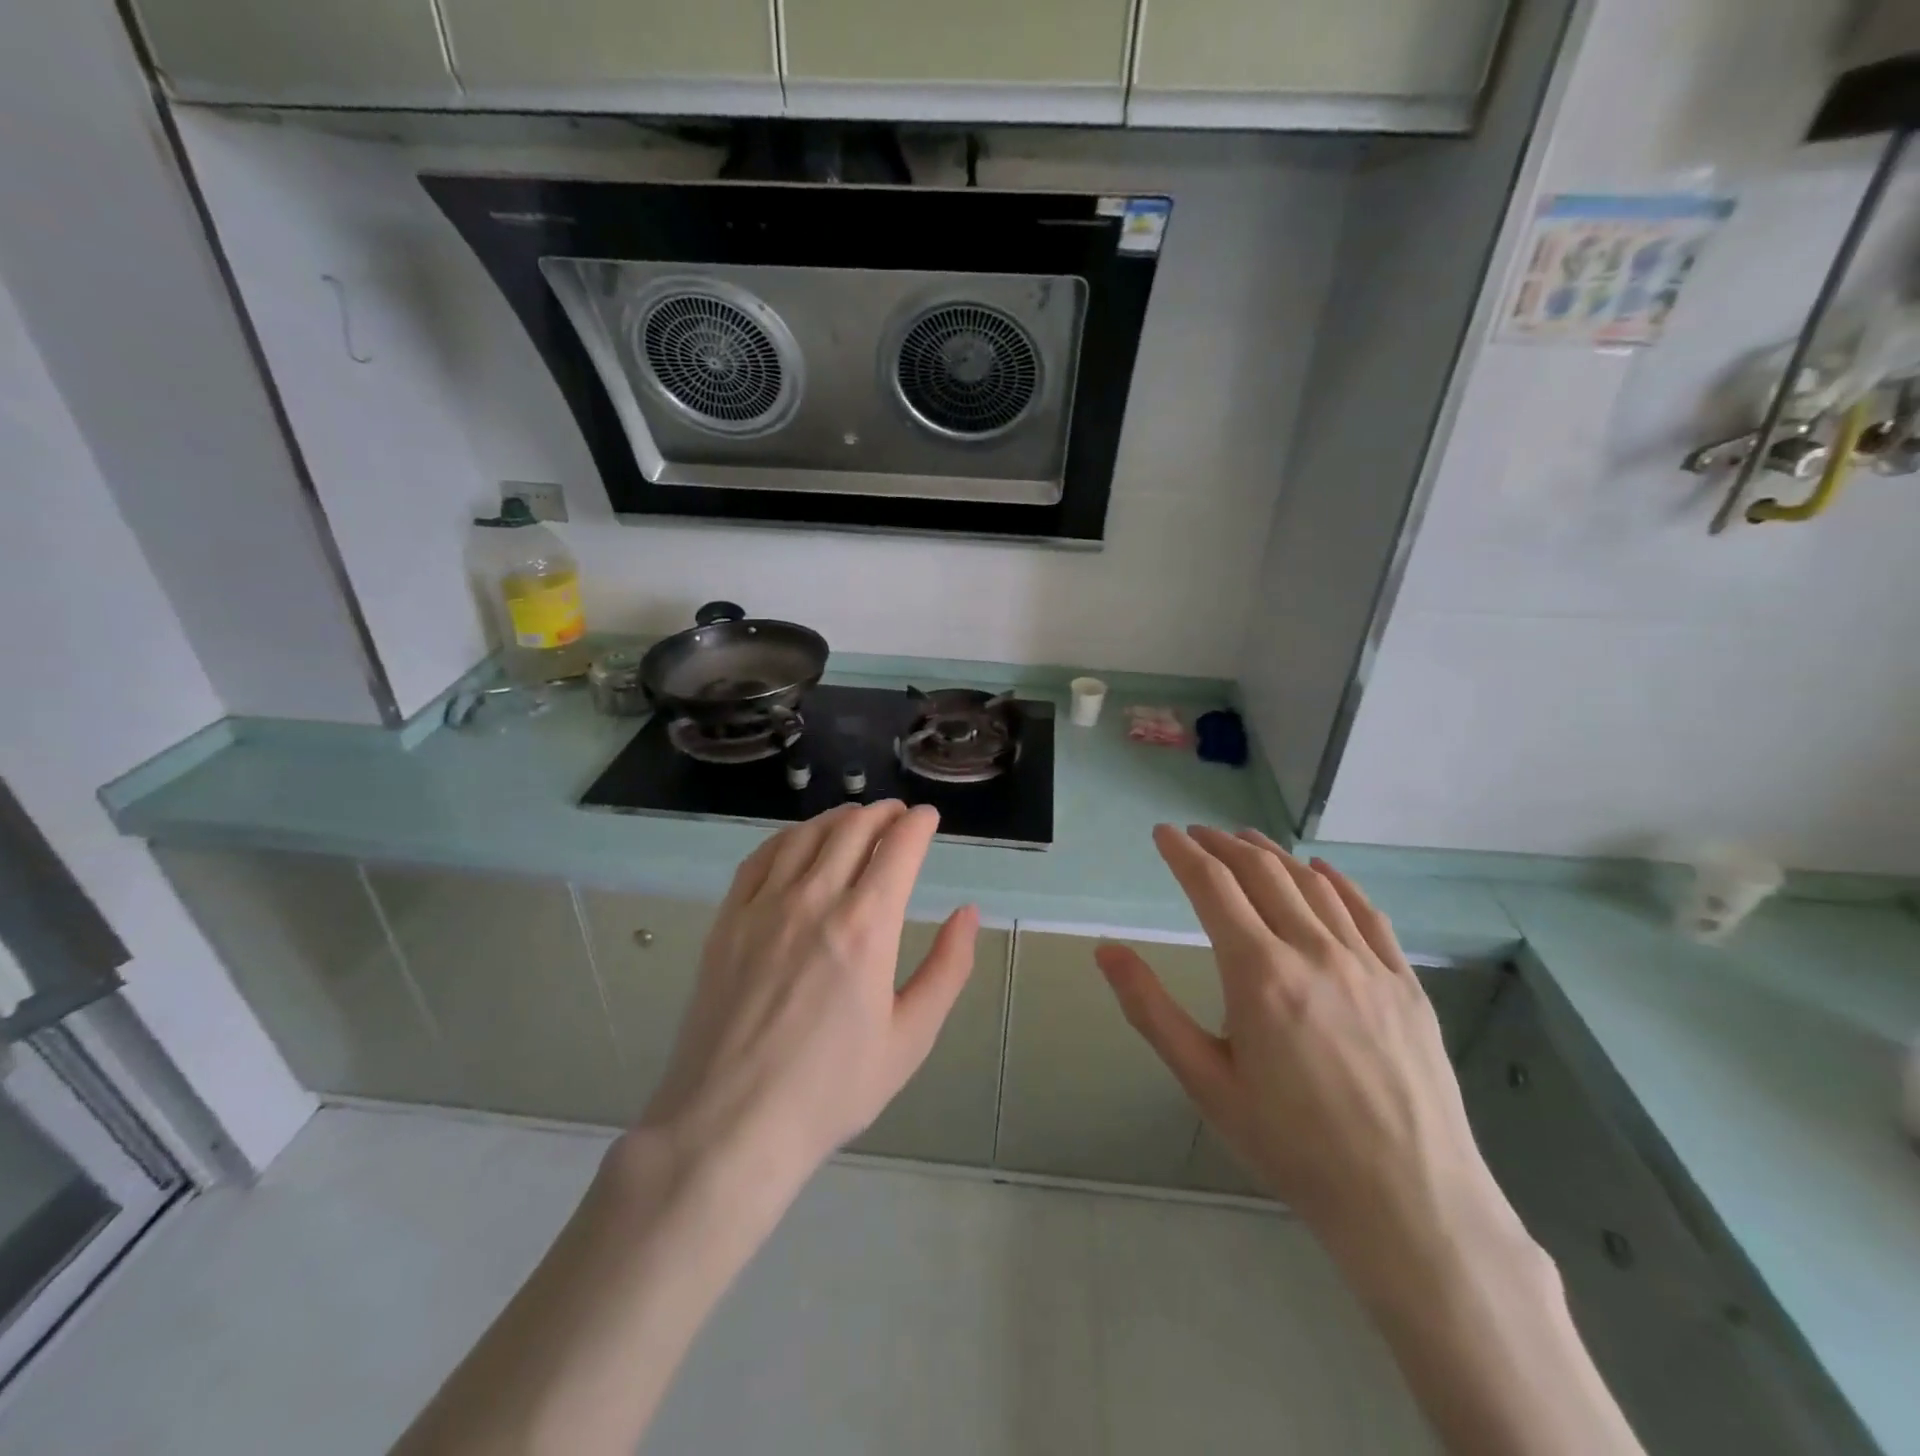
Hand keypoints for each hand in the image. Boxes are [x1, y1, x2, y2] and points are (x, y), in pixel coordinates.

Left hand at [639, 801, 978, 1183]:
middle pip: (853, 829)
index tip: (928, 818)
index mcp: (866, 927)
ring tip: (855, 819)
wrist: (730, 1125)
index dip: (918, 824)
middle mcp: (815, 900)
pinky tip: (798, 842)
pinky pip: (761, 857)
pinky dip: (788, 836)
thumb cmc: (831, 1090)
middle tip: (897, 815)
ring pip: (806, 835)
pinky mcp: (728, 920)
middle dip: (882, 813)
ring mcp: (764, 906)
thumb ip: (947, 969)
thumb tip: (967, 914)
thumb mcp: (910, 1039)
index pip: (898, 847)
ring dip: (838, 818)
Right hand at [1097, 826, 1522, 1275]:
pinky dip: (1336, 882)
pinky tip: (1321, 871)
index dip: (1182, 853)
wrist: (1409, 1204)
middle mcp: (1313, 951)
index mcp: (1259, 973)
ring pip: (1311, 884)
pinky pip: (1366, 913)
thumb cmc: (1291, 1145)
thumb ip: (1150, 1009)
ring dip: (1272, 854)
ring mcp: (1366, 963)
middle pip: (1261, 872)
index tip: (1162, 833)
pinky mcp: (1405, 983)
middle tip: (1196, 834)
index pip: (1212, 886)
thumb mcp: (1205, 1082)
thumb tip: (1106, 950)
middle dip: (1222, 844)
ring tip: (1245, 840)